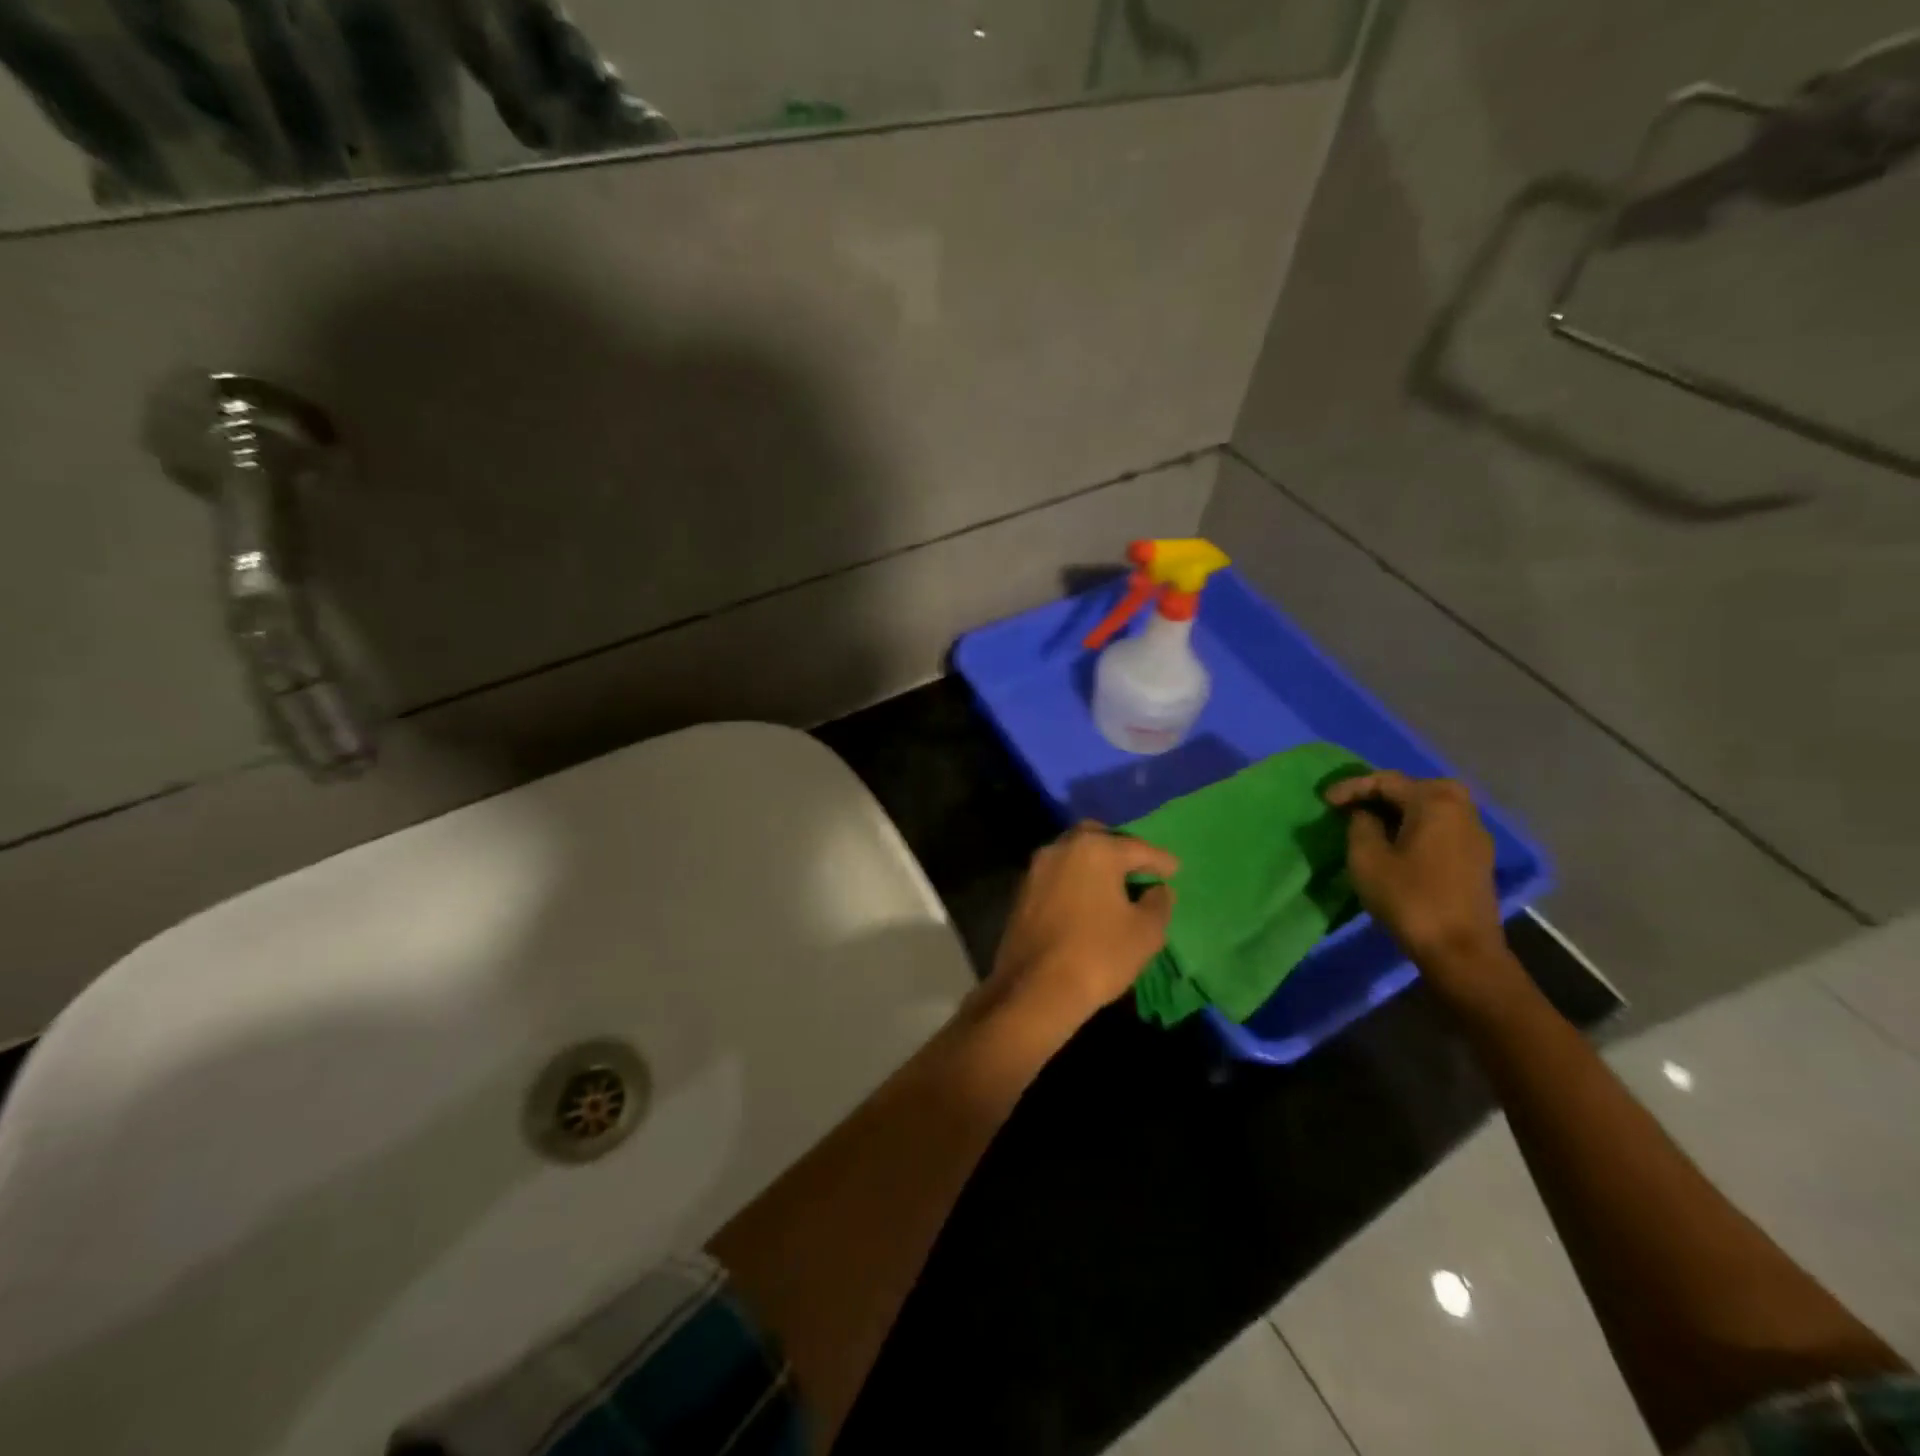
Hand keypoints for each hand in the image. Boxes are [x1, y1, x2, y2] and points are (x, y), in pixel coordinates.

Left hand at [987, 823, 1177, 1025]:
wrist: (1035, 988)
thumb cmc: (1099, 955)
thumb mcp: (1145, 932)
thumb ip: (1158, 903)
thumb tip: (1158, 890)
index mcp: (1095, 850)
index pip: (1136, 847)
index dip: (1159, 860)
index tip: (1174, 869)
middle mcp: (1061, 849)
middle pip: (1096, 837)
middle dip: (1119, 848)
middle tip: (1138, 867)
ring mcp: (1036, 869)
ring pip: (1071, 854)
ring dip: (1093, 863)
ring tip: (1114, 884)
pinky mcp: (1021, 892)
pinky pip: (1056, 875)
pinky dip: (1074, 880)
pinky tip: (1087, 899)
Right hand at [1324, 772, 1513, 1001]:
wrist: (1461, 950)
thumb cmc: (1409, 898)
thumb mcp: (1367, 858)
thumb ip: (1360, 825)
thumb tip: (1364, 814)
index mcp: (1434, 802)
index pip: (1386, 781)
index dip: (1351, 787)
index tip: (1325, 802)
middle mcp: (1461, 809)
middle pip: (1415, 787)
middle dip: (1380, 794)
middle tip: (1351, 807)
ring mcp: (1475, 834)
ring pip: (1431, 807)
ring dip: (1399, 810)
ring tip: (1370, 824)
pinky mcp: (1477, 857)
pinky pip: (1441, 827)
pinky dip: (1416, 826)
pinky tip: (1398, 843)